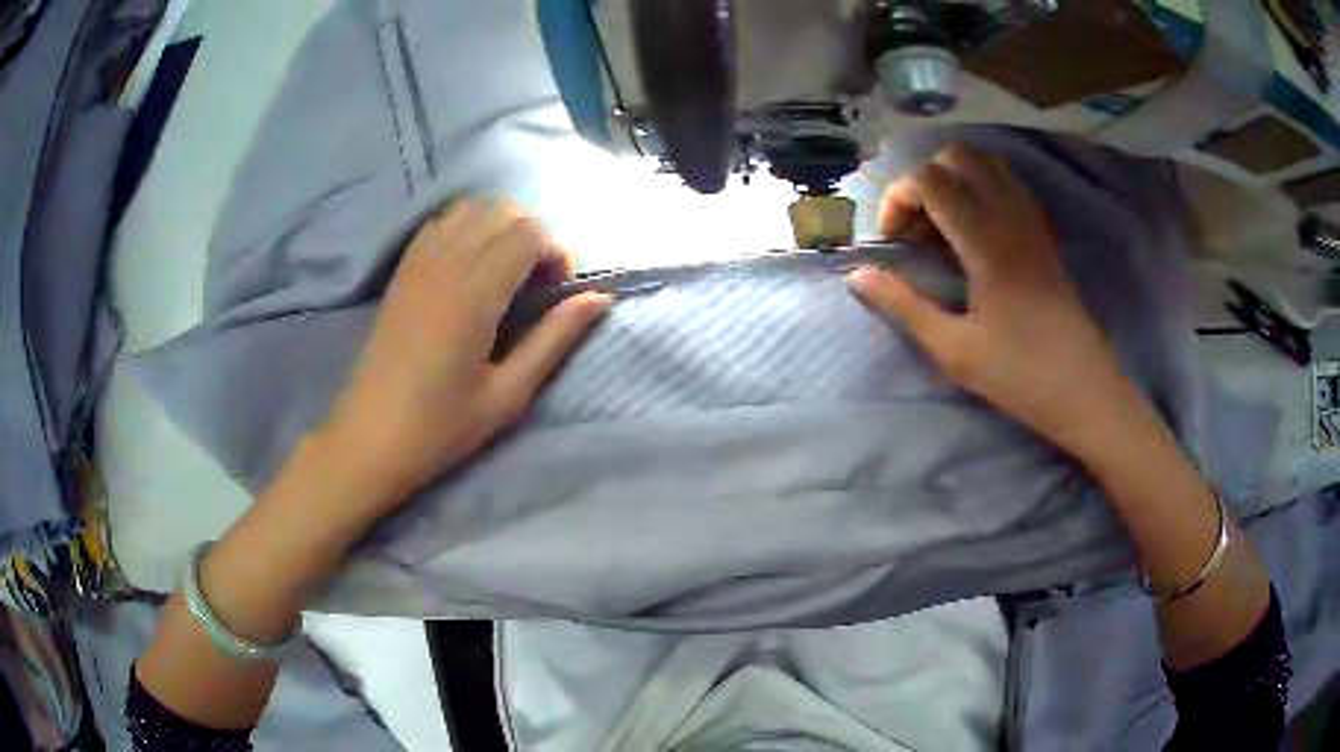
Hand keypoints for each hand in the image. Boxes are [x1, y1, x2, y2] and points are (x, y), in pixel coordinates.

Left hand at [313, 199, 611, 512]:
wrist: (369, 439)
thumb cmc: (441, 428)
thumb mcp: (507, 395)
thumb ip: (555, 339)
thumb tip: (600, 298)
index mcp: (472, 298)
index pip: (527, 233)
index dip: (556, 253)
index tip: (558, 293)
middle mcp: (444, 266)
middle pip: (503, 211)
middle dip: (535, 236)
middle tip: (538, 283)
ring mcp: (417, 263)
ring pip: (472, 208)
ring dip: (502, 227)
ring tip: (508, 271)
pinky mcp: (402, 270)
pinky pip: (442, 222)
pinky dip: (469, 227)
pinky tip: (473, 265)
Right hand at [846, 144, 1138, 457]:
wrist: (1084, 390)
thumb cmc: (1019, 375)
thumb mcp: (953, 350)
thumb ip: (903, 305)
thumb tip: (857, 274)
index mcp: (986, 241)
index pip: (931, 179)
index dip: (898, 197)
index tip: (891, 242)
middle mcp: (1010, 216)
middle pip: (957, 157)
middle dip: (923, 182)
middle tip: (915, 230)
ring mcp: (1031, 220)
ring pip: (985, 164)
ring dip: (953, 182)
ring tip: (942, 229)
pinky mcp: (1043, 233)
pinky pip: (1008, 185)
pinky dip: (980, 191)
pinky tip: (973, 233)